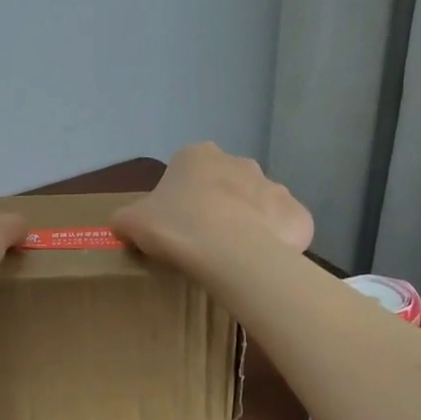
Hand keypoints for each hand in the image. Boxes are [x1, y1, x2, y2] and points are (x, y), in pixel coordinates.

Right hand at [113, 143, 312, 265]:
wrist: (230, 252)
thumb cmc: (176, 227)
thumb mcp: (131, 222)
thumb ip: (125, 218)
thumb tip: (123, 224)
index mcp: (197, 156)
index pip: (185, 171)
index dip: (179, 198)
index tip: (174, 223)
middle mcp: (239, 162)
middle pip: (225, 184)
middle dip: (217, 206)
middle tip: (201, 239)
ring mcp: (274, 186)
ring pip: (256, 205)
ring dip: (247, 223)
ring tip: (230, 256)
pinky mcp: (297, 215)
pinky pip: (283, 228)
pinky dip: (274, 242)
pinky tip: (259, 263)